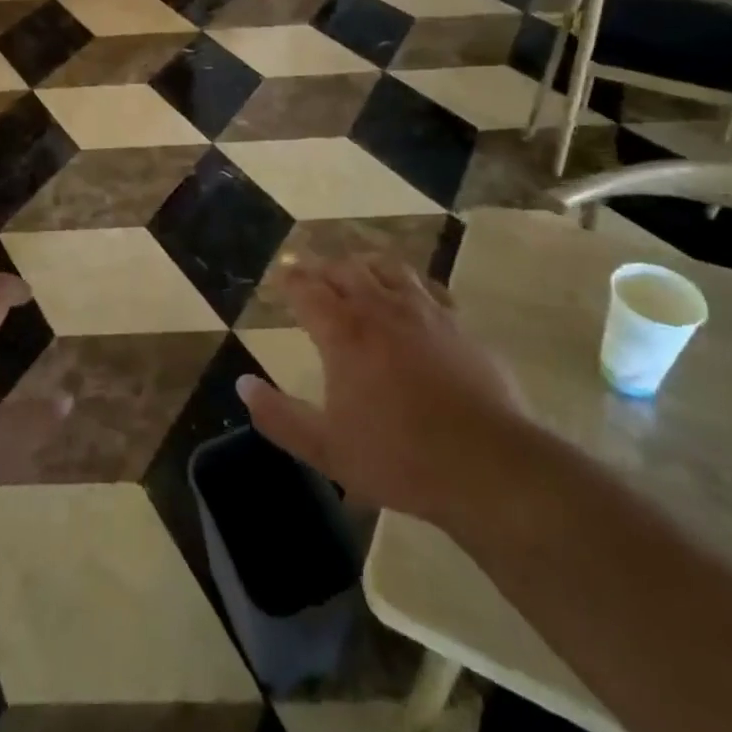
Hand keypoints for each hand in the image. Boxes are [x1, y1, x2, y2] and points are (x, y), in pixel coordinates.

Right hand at [236, 257, 529, 524]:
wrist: (488, 465)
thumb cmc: (399, 458)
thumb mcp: (326, 448)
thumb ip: (280, 416)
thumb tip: (243, 385)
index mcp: (344, 333)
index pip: (308, 290)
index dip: (291, 279)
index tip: (281, 274)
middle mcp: (381, 310)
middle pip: (346, 270)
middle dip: (324, 267)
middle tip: (313, 274)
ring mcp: (424, 313)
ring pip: (388, 268)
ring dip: (365, 265)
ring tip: (357, 271)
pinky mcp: (458, 325)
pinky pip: (427, 288)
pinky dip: (409, 284)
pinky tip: (411, 297)